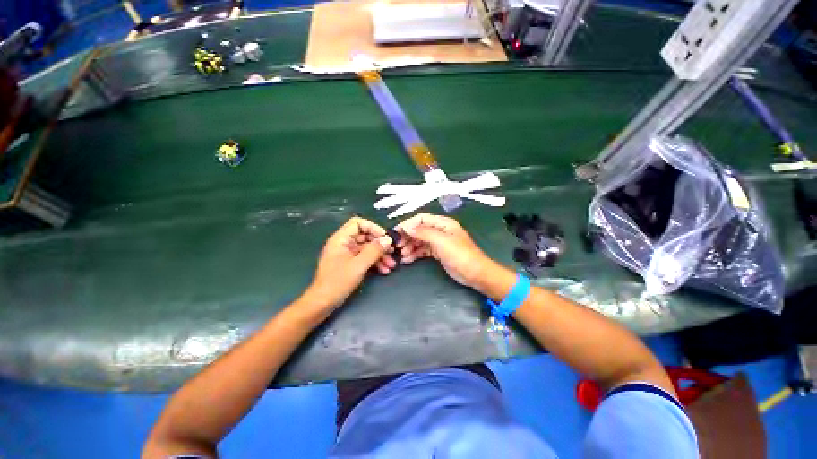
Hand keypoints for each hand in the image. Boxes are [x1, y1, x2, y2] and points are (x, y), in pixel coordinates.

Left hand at [305, 217, 395, 308]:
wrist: (322, 303)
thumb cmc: (337, 282)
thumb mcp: (358, 265)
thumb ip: (374, 251)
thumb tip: (388, 240)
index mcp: (341, 239)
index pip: (358, 223)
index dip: (372, 227)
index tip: (384, 237)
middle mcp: (344, 244)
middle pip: (365, 236)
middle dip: (379, 244)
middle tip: (392, 251)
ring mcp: (347, 254)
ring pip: (367, 248)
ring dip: (380, 255)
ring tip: (391, 265)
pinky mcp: (350, 264)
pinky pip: (365, 258)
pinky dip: (375, 262)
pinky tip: (384, 270)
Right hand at [395, 214, 491, 287]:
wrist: (475, 274)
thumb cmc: (460, 255)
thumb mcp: (441, 241)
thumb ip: (423, 232)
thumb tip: (406, 226)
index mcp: (443, 223)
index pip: (421, 218)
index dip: (408, 223)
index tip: (396, 232)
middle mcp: (440, 230)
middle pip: (419, 230)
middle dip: (408, 236)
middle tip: (397, 246)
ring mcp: (439, 242)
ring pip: (420, 241)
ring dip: (410, 246)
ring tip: (401, 255)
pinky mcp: (438, 253)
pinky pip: (423, 250)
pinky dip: (415, 254)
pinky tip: (407, 260)